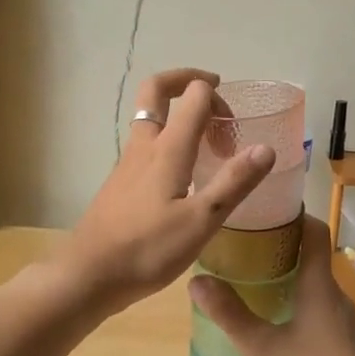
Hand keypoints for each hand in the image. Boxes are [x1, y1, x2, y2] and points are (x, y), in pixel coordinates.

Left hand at [60, 70, 275, 314]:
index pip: (193, 96)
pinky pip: (146, 144)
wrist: (88, 275)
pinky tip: (183, 175)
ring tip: (207, 140)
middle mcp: (144, 145)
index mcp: (167, 148)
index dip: (216, 97)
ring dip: (177, 114)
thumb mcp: (201, 221)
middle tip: (212, 91)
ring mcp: (127, 162)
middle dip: (184, 80)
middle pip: (156, 90)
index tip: (234, 124)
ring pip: (150, 118)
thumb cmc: (147, 249)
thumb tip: (266, 148)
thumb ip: (234, 182)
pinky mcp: (120, 182)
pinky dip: (168, 141)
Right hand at [187, 214, 354, 355]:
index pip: (315, 231)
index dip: (294, 215)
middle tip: (245, 246)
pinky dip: (298, 299)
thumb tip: (196, 281)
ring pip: (315, 284)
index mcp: (319, 285)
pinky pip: (319, 306)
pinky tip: (276, 321)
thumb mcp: (261, 347)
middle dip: (282, 246)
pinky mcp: (345, 342)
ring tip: (254, 280)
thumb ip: (229, 314)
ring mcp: (344, 320)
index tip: (265, 212)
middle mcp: (336, 294)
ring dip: (289, 275)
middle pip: (312, 256)